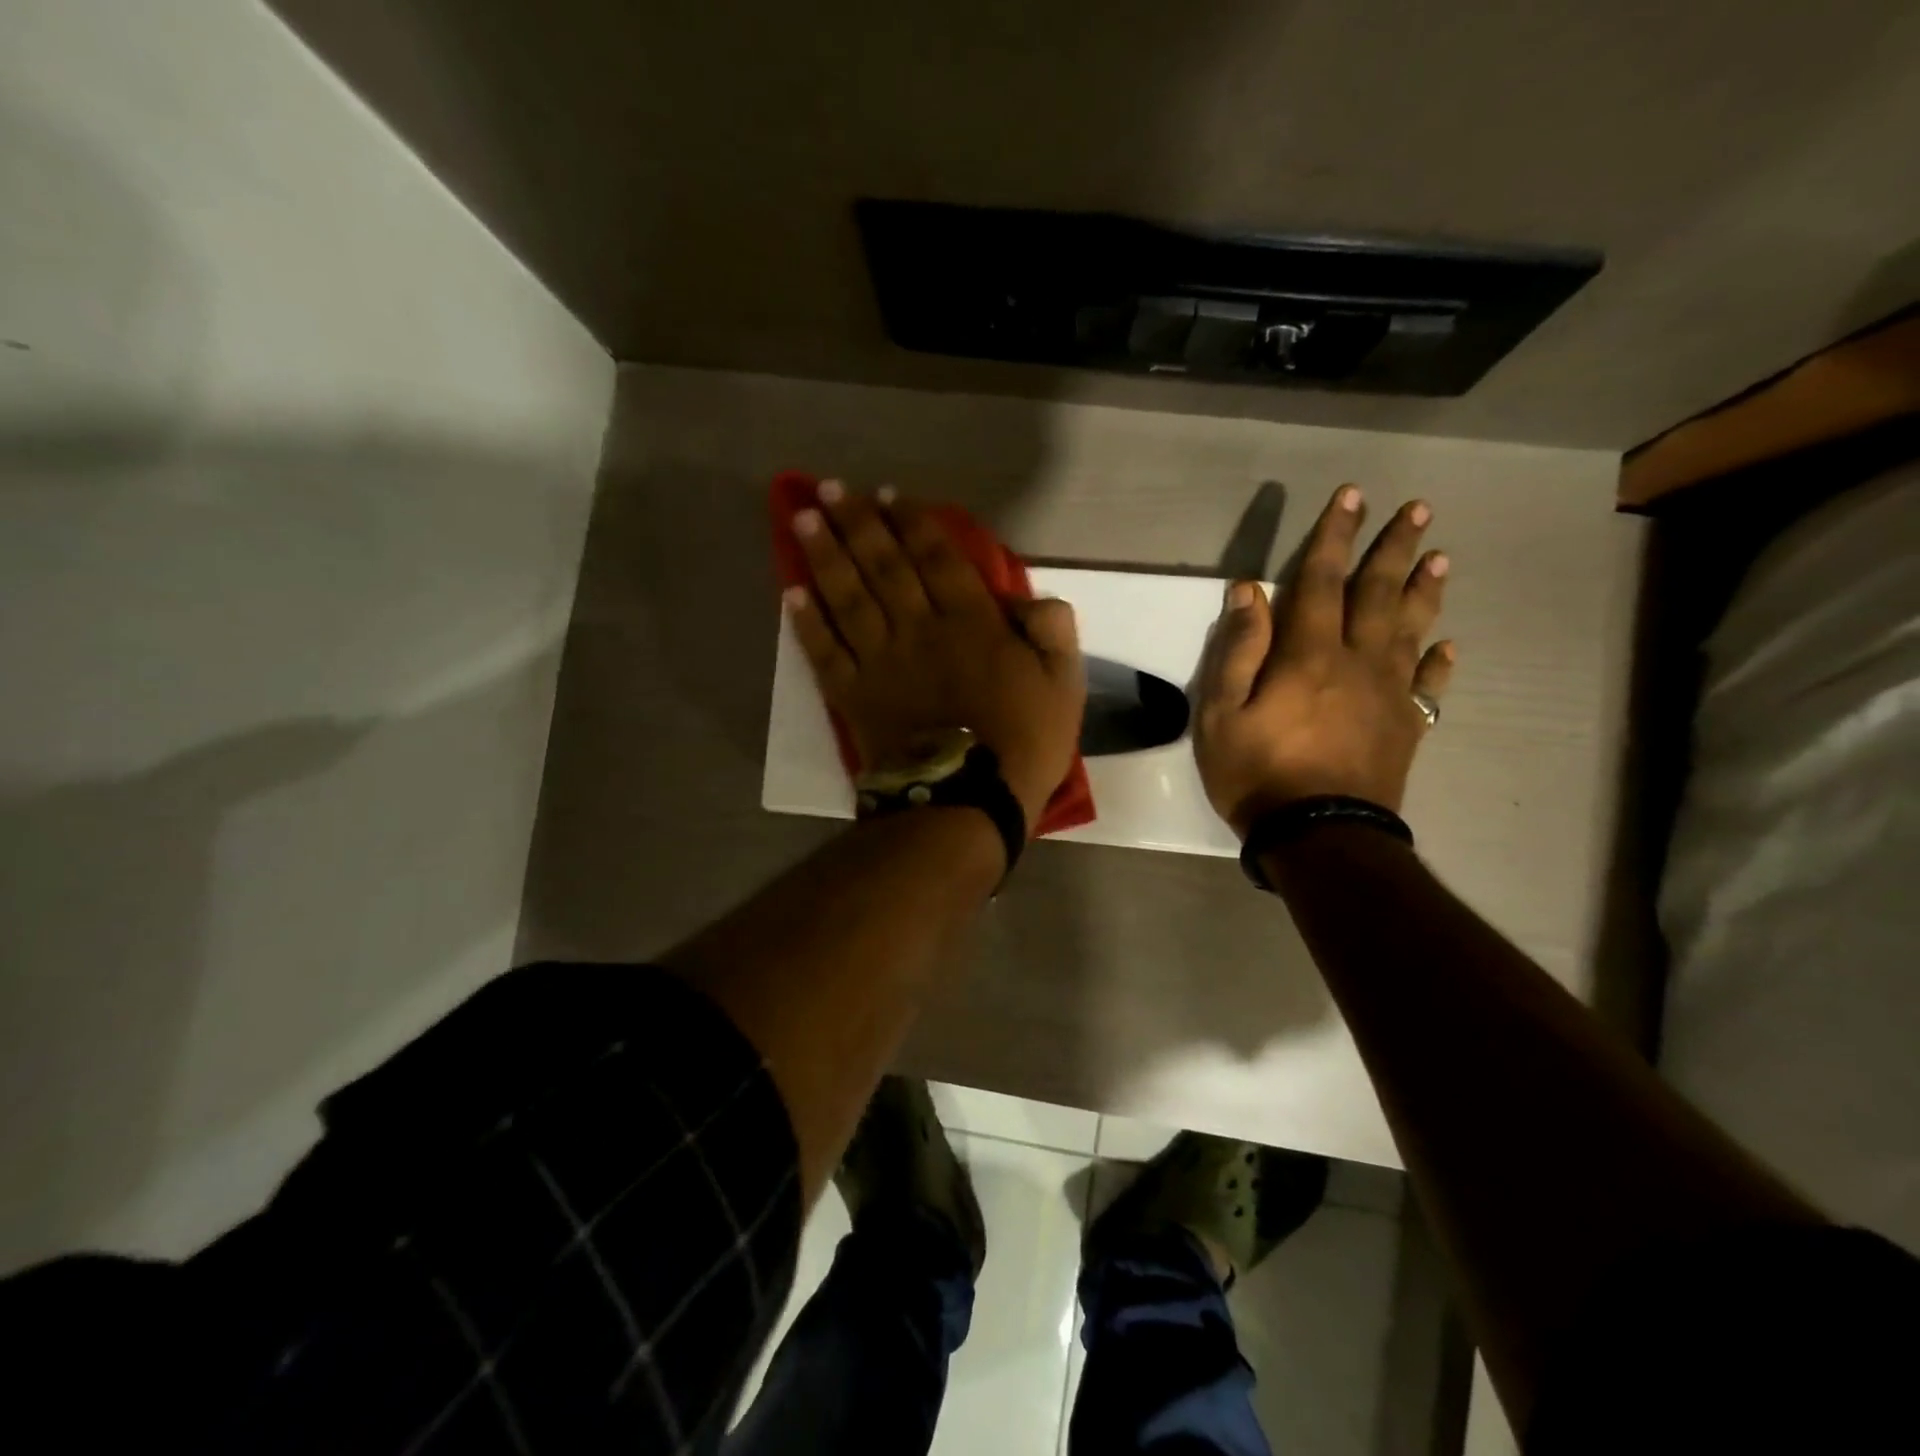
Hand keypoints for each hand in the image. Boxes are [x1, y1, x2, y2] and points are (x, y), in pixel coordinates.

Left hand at [784, 480, 1086, 834]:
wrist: (967, 803)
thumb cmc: (1022, 745)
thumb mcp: (1064, 686)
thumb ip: (1053, 631)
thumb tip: (1032, 597)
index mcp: (970, 624)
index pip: (937, 559)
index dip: (912, 522)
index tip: (889, 494)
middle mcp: (918, 630)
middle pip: (883, 566)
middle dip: (857, 523)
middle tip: (830, 487)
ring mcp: (880, 662)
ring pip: (847, 598)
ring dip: (824, 555)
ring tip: (803, 518)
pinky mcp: (853, 696)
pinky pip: (824, 652)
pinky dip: (806, 622)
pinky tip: (790, 592)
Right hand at [1194, 484, 1453, 834]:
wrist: (1319, 836)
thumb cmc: (1257, 773)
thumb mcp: (1222, 713)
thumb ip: (1238, 650)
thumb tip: (1250, 591)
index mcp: (1309, 655)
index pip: (1322, 581)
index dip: (1334, 535)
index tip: (1351, 495)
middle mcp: (1356, 662)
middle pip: (1379, 594)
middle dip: (1393, 548)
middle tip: (1417, 509)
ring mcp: (1388, 695)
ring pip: (1411, 630)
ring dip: (1426, 590)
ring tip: (1441, 556)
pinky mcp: (1405, 728)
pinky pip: (1428, 686)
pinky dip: (1437, 661)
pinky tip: (1448, 645)